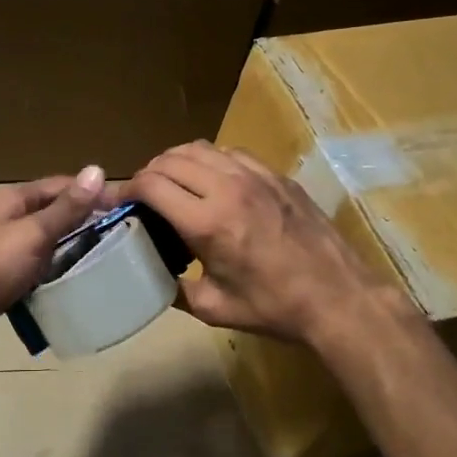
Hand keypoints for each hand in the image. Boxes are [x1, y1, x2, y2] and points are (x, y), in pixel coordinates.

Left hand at [0, 166, 115, 359]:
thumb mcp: (32, 234)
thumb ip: (65, 208)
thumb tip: (97, 170)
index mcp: (13, 201)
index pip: (61, 186)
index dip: (93, 193)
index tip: (128, 208)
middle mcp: (6, 220)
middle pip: (53, 215)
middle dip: (85, 224)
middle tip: (124, 240)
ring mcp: (2, 251)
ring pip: (45, 245)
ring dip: (71, 252)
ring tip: (107, 264)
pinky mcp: (0, 281)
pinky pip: (35, 272)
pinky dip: (53, 276)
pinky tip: (74, 288)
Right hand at [124, 141, 402, 347]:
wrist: (339, 298)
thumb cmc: (273, 308)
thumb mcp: (214, 308)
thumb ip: (175, 288)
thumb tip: (151, 275)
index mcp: (207, 223)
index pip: (151, 184)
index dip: (125, 189)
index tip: (117, 201)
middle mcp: (228, 189)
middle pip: (170, 159)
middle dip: (147, 173)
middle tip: (141, 193)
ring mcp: (256, 177)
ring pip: (201, 148)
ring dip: (176, 161)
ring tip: (171, 180)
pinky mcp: (277, 176)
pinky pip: (232, 153)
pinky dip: (210, 160)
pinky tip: (211, 180)